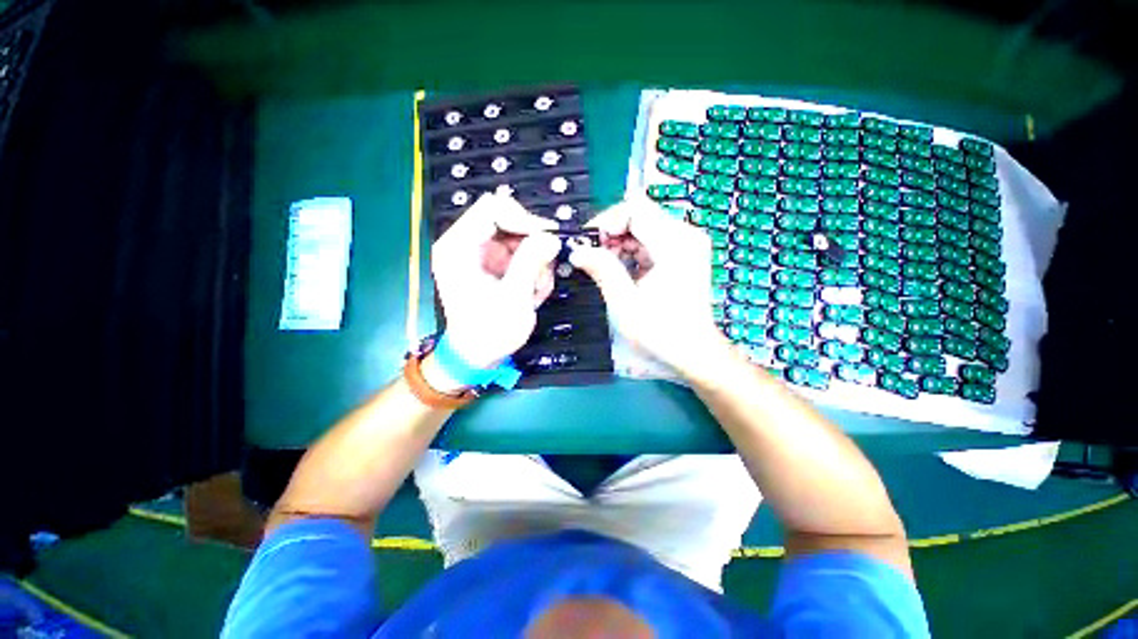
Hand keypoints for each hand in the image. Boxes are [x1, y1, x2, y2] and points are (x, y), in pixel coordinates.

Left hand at [431, 193, 560, 371]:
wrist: (478, 356)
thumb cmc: (490, 332)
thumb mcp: (513, 298)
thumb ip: (531, 263)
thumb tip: (552, 237)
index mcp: (458, 247)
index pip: (492, 208)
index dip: (523, 219)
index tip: (547, 240)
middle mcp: (467, 243)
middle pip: (509, 221)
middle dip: (532, 245)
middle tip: (544, 270)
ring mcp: (482, 254)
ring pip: (519, 238)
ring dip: (535, 261)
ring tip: (535, 289)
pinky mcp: (493, 264)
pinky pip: (520, 253)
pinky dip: (532, 269)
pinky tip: (532, 291)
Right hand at [569, 198, 727, 375]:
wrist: (693, 350)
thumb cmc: (662, 331)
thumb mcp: (625, 302)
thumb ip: (602, 270)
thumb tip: (578, 250)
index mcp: (675, 245)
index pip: (635, 210)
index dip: (606, 221)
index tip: (588, 241)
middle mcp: (685, 237)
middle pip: (640, 216)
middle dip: (612, 233)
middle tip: (594, 256)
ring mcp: (686, 245)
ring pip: (643, 228)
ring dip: (621, 243)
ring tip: (606, 266)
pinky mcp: (683, 255)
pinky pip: (651, 241)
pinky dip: (633, 252)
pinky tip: (623, 271)